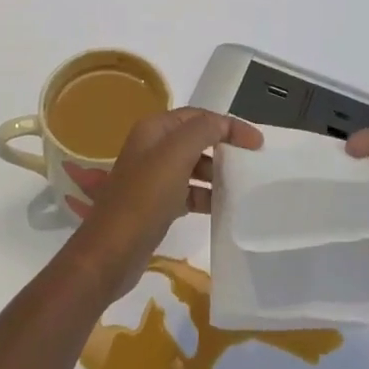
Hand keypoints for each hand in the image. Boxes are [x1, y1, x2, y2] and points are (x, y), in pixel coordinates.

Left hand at [64, 108, 263, 298]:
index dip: (228, 125)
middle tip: (252, 162)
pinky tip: (222, 208)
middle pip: (196, 138)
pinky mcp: (157, 204)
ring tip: (241, 186)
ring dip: (217, 173)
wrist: (111, 253)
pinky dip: (206, 195)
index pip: (198, 116)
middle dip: (224, 147)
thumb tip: (223, 124)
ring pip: (194, 166)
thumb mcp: (175, 156)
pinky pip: (189, 191)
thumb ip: (202, 131)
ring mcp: (153, 176)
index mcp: (155, 129)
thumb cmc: (144, 199)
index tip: (258, 143)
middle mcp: (152, 147)